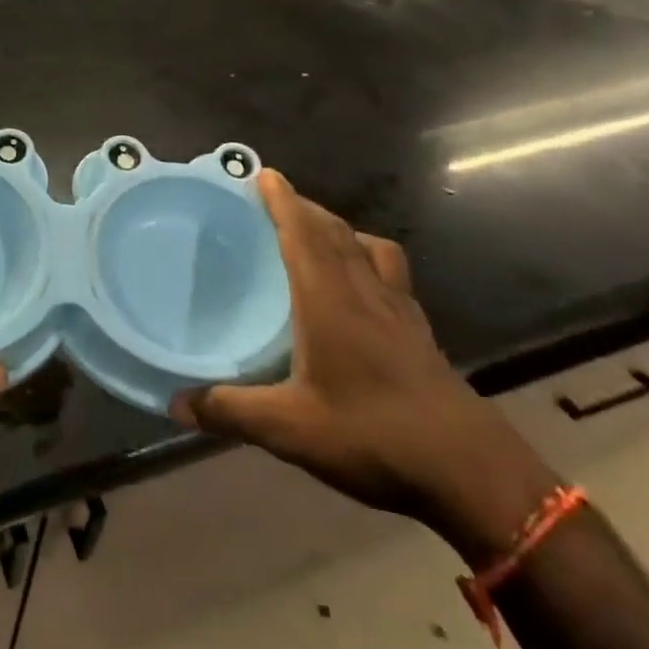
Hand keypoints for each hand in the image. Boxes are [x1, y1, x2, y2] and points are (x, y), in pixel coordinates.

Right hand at [171, 171, 557, 563]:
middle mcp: (366, 293)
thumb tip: (175, 405)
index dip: (283, 201)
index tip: (264, 174)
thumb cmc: (373, 436)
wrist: (472, 474)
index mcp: (330, 301)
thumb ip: (229, 410)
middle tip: (277, 201)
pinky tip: (361, 288)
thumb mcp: (289, 428)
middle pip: (336, 233)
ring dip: (341, 230)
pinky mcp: (420, 334)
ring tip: (319, 235)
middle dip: (306, 209)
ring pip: (369, 249)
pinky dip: (370, 260)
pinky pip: (391, 275)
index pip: (303, 235)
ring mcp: (400, 312)